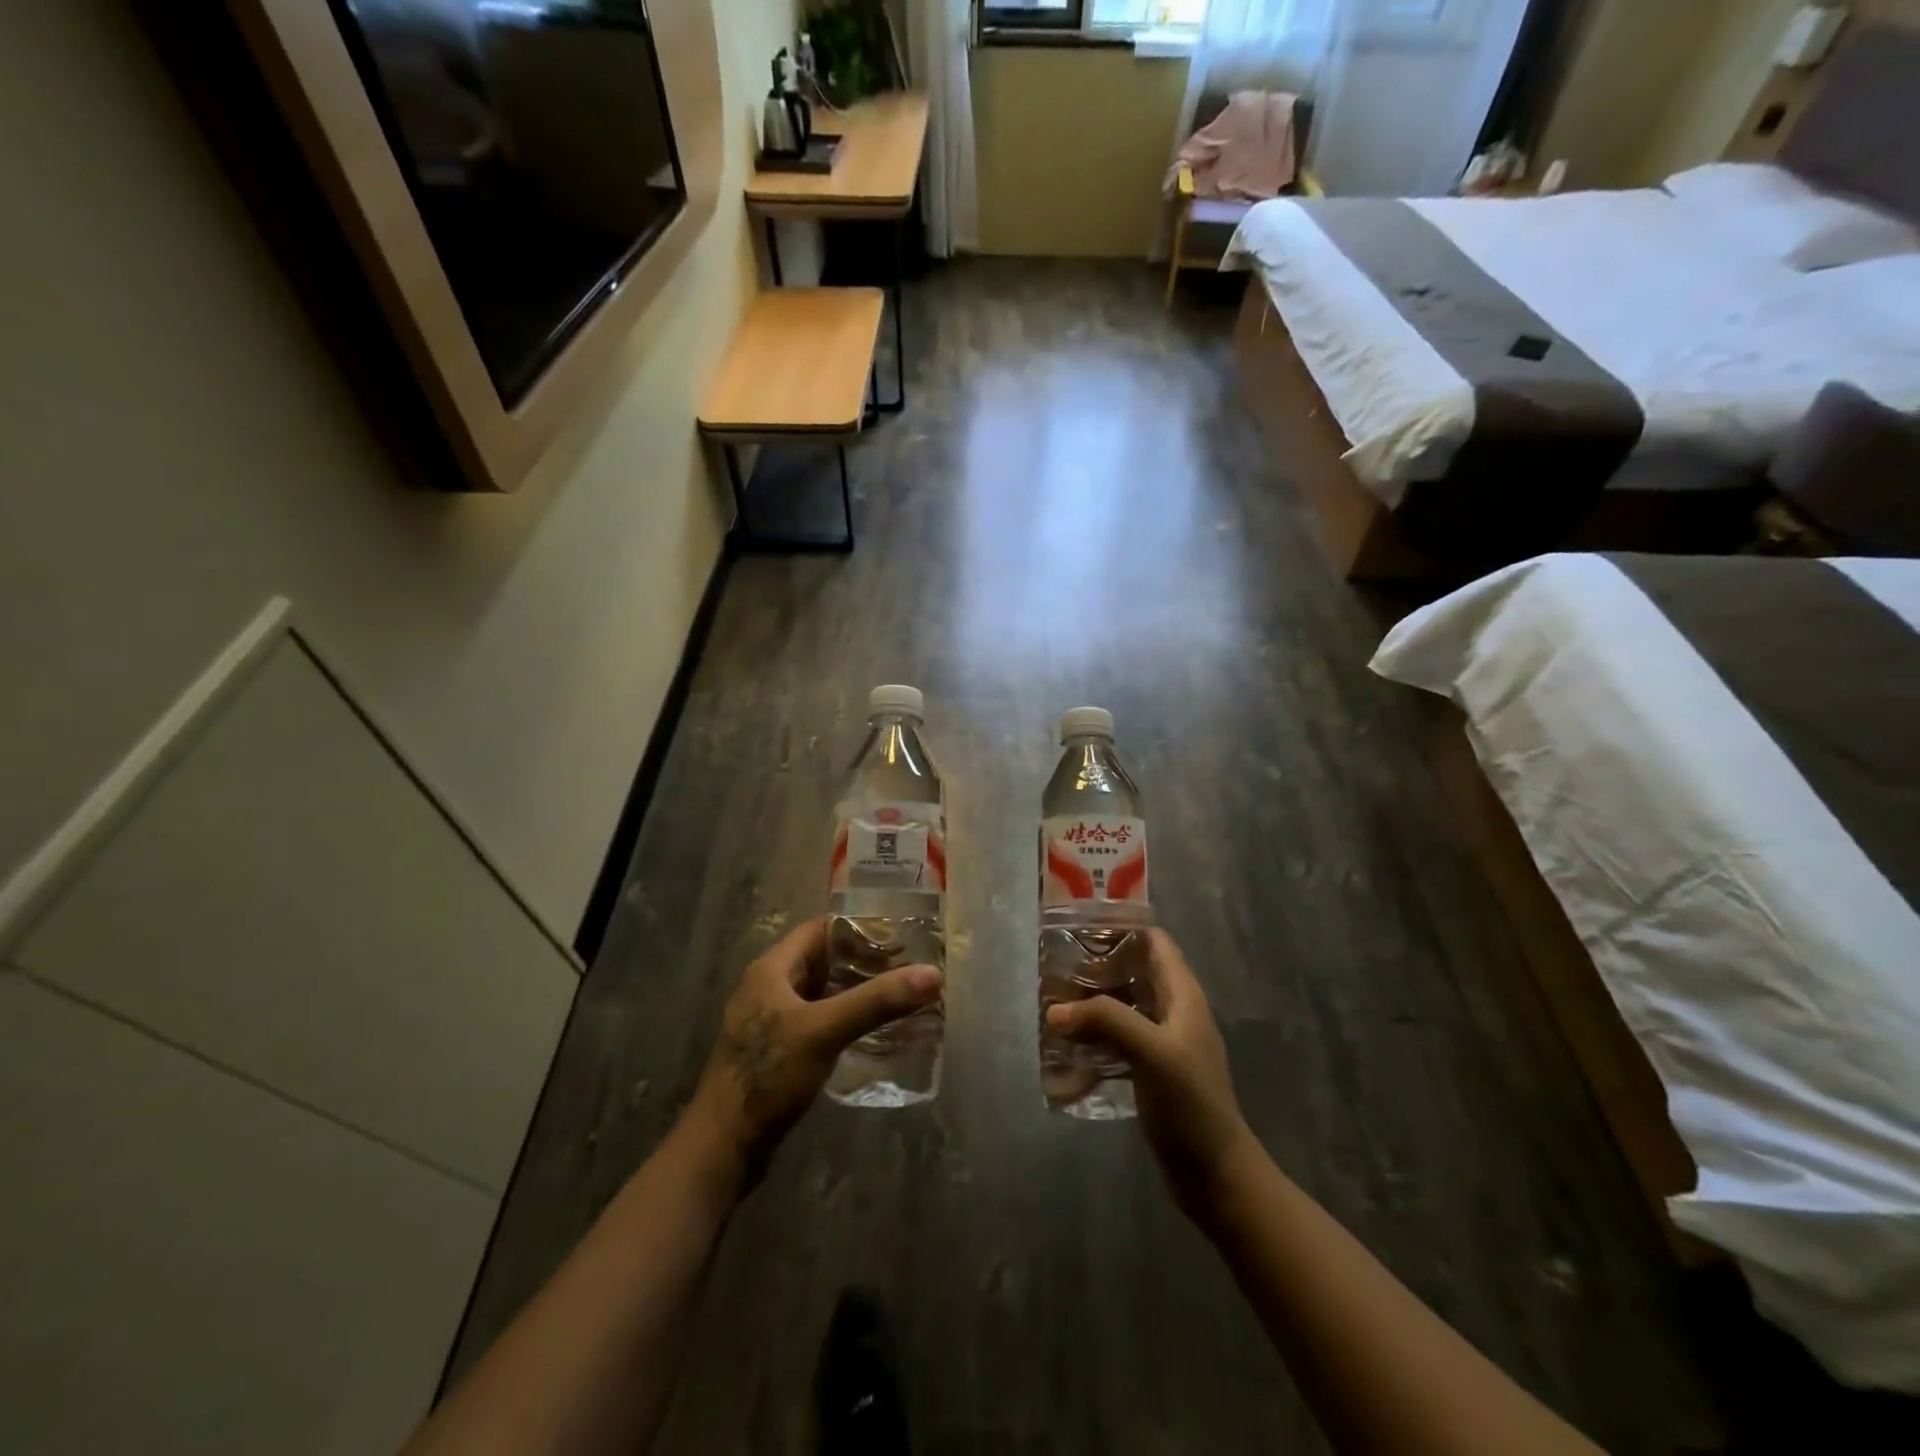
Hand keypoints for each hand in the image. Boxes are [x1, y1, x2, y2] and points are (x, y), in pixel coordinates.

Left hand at [686, 917, 941, 1181]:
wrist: (723, 1147)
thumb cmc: (768, 1076)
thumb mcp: (825, 1031)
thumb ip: (876, 1001)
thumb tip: (932, 973)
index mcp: (771, 969)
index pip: (819, 929)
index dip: (858, 928)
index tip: (899, 936)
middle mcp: (768, 987)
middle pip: (822, 960)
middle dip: (863, 962)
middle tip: (907, 968)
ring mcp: (770, 1020)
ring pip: (820, 992)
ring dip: (855, 991)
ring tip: (897, 996)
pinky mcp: (776, 1050)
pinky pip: (817, 1020)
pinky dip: (844, 1018)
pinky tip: (871, 1032)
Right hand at [1044, 929, 1252, 1209]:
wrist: (1215, 1175)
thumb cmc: (1191, 1105)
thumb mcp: (1152, 1053)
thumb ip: (1106, 1022)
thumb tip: (1055, 1011)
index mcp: (1183, 995)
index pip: (1154, 942)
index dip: (1122, 929)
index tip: (1081, 928)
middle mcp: (1173, 1012)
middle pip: (1133, 972)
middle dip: (1096, 969)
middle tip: (1056, 971)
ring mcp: (1162, 1043)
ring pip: (1122, 1007)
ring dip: (1091, 1005)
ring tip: (1053, 1007)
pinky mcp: (1151, 1071)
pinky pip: (1117, 1042)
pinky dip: (1094, 1040)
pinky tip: (1066, 1052)